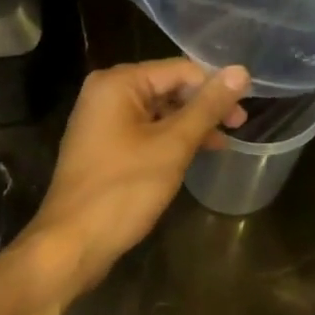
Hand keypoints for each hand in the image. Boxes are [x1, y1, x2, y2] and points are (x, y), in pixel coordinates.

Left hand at [20, 59, 250, 298]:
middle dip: (203, 106)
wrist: (70, 245)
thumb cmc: (123, 189)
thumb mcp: (172, 145)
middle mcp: (106, 92)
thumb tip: (241, 71)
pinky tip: (194, 154)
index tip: (244, 110)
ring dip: (190, 124)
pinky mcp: (103, 145)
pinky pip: (145, 130)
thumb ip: (207, 107)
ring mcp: (102, 120)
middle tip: (239, 126)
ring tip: (222, 143)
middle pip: (167, 87)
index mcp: (118, 82)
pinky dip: (170, 139)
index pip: (179, 70)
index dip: (214, 87)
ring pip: (158, 110)